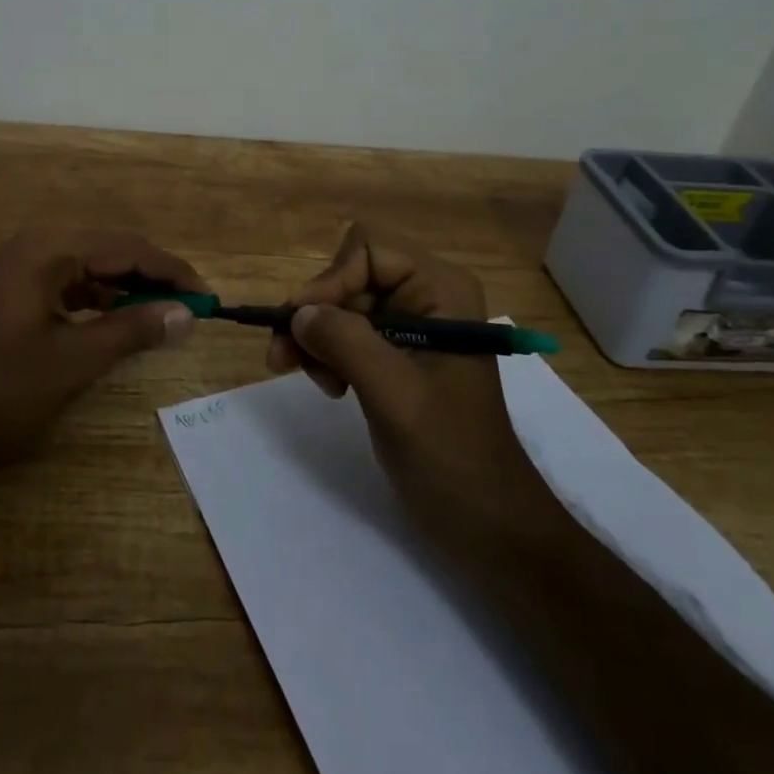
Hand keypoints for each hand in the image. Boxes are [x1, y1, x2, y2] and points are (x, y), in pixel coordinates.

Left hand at [0, 227, 205, 485]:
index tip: (209, 298)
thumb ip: (132, 331)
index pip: (127, 247)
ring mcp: (21, 270)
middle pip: (111, 252)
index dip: (171, 272)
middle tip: (193, 309)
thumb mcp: (71, 362)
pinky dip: (101, 303)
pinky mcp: (15, 295)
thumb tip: (187, 313)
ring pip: (92, 270)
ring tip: (167, 316)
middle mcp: (35, 247)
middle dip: (153, 279)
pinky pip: (71, 288)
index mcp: (47, 249)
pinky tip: (122, 323)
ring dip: (129, 291)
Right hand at [268, 222, 556, 545]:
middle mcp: (426, 295)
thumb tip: (297, 312)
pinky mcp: (397, 354)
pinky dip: (328, 354)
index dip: (330, 281)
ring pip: (340, 305)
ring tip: (316, 381)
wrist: (488, 523)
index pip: (368, 250)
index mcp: (441, 289)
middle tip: (285, 358)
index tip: (301, 325)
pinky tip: (332, 388)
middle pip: (349, 275)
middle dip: (317, 314)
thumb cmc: (451, 455)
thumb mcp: (396, 396)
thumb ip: (346, 343)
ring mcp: (412, 324)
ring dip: (317, 338)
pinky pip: (346, 333)